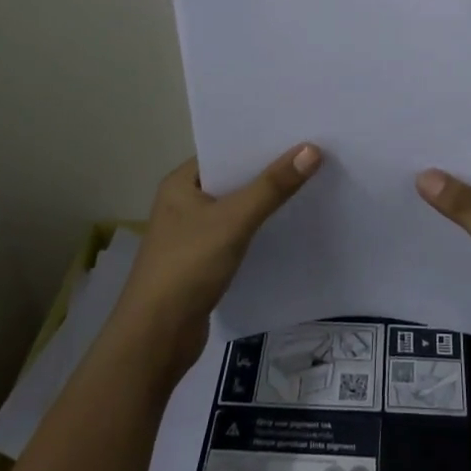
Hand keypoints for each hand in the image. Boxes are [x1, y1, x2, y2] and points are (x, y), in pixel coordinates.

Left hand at [113, 144, 322, 384]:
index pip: (224, 151)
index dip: (258, 142)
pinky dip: (261, 230)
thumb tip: (312, 149)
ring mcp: (194, 235)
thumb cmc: (187, 267)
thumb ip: (272, 187)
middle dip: (268, 171)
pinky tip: (290, 226)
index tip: (297, 132)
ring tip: (310, 184)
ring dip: (266, 202)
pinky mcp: (205, 262)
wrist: (156, 339)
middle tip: (313, 155)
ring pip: (238, 209)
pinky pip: (239, 235)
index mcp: (180, 183)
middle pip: (234, 179)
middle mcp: (184, 204)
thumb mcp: (233, 221)